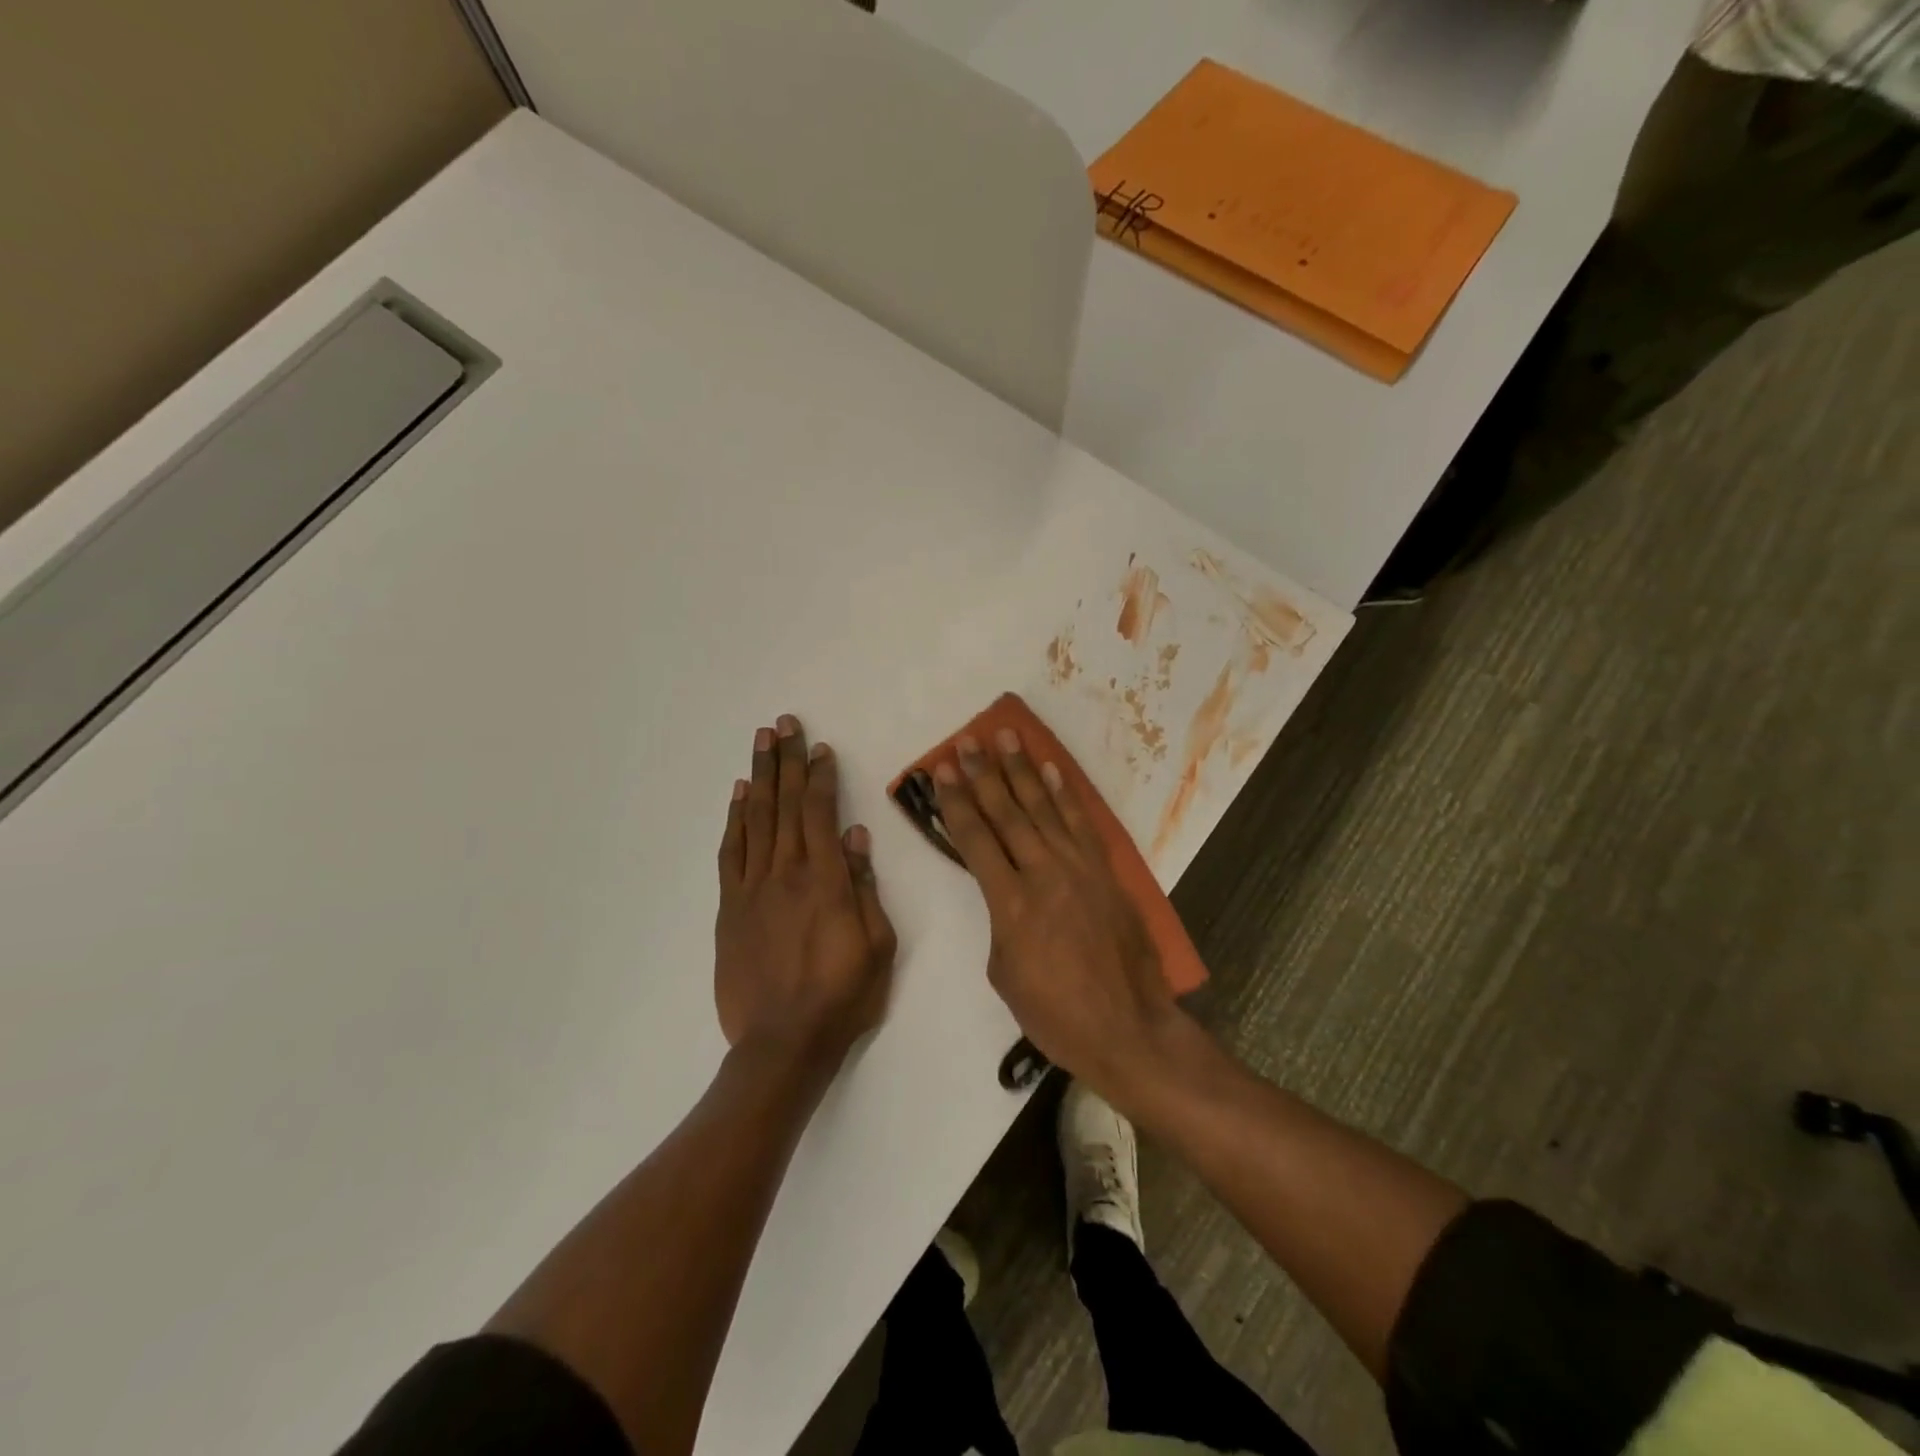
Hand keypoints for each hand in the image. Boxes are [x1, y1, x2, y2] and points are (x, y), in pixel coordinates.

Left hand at [715, 715, 897, 1071]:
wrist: (783, 1044)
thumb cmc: (843, 996)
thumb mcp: (877, 944)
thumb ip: (863, 886)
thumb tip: (853, 835)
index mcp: (825, 879)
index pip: (820, 813)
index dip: (820, 777)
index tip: (820, 749)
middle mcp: (786, 873)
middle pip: (784, 804)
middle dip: (786, 761)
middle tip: (784, 724)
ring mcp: (752, 889)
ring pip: (755, 819)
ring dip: (758, 777)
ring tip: (761, 743)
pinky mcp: (730, 908)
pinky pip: (731, 853)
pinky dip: (734, 820)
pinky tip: (737, 796)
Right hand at [932, 729, 1180, 1099]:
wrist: (1127, 1027)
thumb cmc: (1055, 1013)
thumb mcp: (1004, 972)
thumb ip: (1000, 921)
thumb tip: (1006, 892)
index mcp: (1010, 903)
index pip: (975, 839)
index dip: (955, 802)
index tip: (941, 771)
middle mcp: (1043, 873)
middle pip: (1007, 813)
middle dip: (983, 774)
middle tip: (966, 742)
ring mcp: (1079, 868)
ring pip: (1043, 808)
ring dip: (1021, 771)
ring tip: (1005, 738)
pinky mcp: (1105, 871)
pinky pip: (1081, 823)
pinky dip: (1065, 794)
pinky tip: (1051, 771)